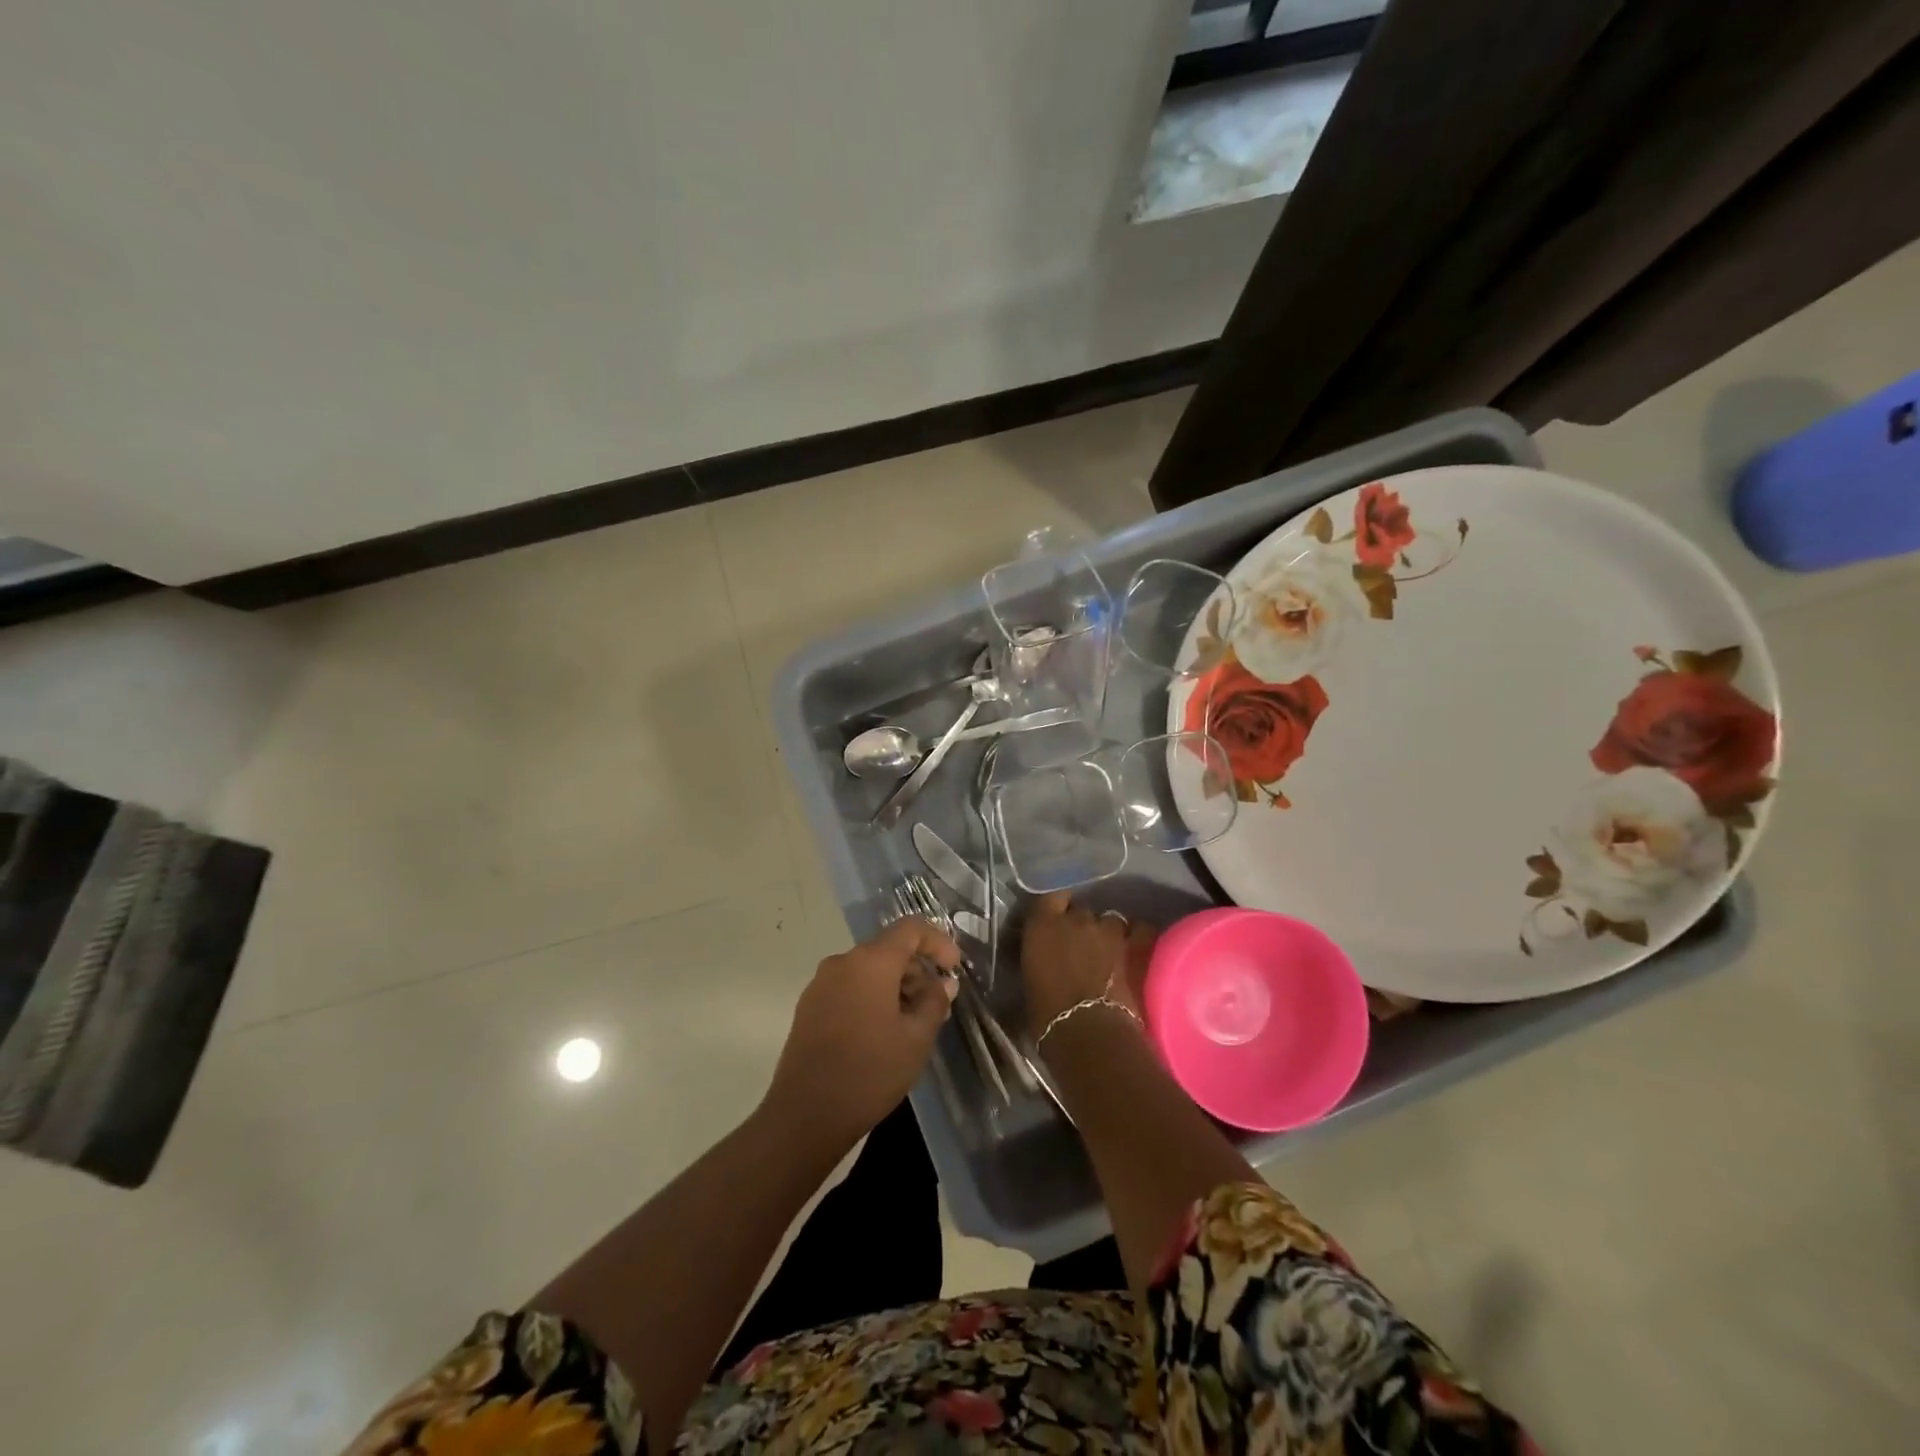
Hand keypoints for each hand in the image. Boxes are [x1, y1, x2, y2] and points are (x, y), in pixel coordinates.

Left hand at [765, 919, 960, 1144]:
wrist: (805, 1115)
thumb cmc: (869, 1072)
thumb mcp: (916, 1039)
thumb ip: (934, 1002)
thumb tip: (942, 984)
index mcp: (871, 962)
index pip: (910, 928)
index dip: (938, 942)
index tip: (953, 969)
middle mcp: (843, 962)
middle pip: (888, 949)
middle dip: (916, 970)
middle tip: (936, 1006)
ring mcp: (821, 983)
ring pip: (868, 970)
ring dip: (895, 986)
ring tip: (911, 1024)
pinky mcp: (809, 1006)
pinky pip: (849, 987)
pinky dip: (871, 997)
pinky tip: (881, 1032)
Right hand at [1020, 893, 1155, 1040]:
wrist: (1091, 1036)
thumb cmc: (1048, 1017)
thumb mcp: (1030, 982)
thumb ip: (1038, 959)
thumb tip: (1043, 961)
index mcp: (1044, 924)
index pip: (1051, 895)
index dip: (1056, 906)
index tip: (1055, 919)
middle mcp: (1077, 918)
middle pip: (1081, 910)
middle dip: (1080, 925)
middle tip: (1080, 948)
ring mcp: (1110, 930)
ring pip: (1111, 920)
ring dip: (1108, 933)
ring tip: (1110, 953)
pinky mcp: (1139, 945)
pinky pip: (1140, 930)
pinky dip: (1137, 937)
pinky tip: (1136, 949)